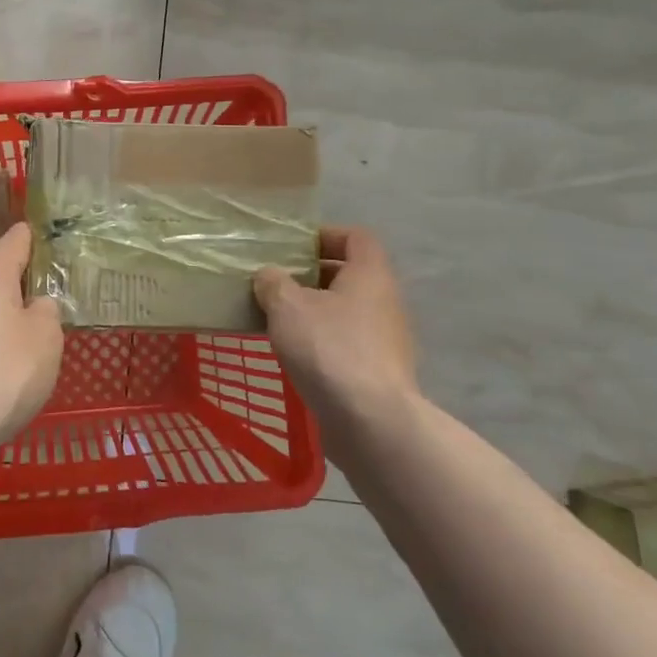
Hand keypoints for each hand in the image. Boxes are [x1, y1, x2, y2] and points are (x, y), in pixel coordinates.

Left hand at [0, 222, 62, 450]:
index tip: (65, 251)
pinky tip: (7, 368)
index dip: (43, 240)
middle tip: (57, 299)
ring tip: (36, 336)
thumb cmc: (4, 372)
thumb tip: (35, 306)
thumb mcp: (47, 337)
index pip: (18, 237)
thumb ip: (47, 310)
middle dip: (25, 282)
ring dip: (6, 315)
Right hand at [254, 227, 421, 429]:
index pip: (356, 237)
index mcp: (370, 274)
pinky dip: (323, 342)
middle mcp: (385, 302)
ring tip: (278, 321)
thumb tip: (270, 275)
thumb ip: (274, 283)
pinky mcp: (379, 373)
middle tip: (277, 284)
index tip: (293, 248)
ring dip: (315, 312)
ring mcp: (386, 340)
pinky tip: (296, 356)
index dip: (325, 235)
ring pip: (347, 312)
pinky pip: (347, 343)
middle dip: (313, 277)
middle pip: (351, 275)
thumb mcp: (287, 306)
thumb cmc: (329, 348)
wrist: (370, 421)